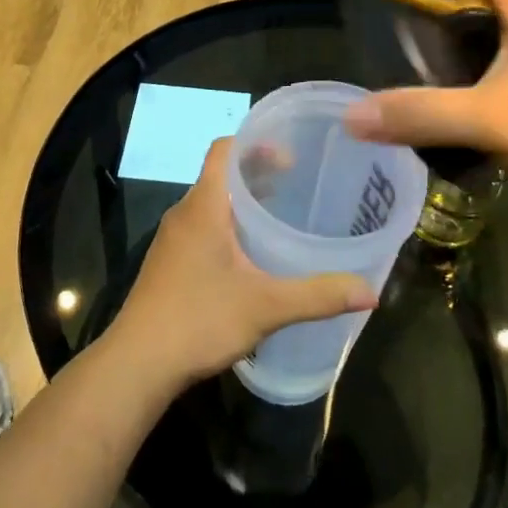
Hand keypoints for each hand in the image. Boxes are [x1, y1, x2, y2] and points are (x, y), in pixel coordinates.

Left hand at [112, 139, 376, 388]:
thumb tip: (371, 293)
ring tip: (280, 214)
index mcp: (204, 206)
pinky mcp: (168, 264)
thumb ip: (318, 296)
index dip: (255, 143)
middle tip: (297, 182)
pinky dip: (228, 225)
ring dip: (243, 201)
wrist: (137, 364)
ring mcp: (172, 240)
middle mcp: (184, 213)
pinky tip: (251, 255)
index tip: (291, 155)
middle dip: (257, 173)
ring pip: (212, 203)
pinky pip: (202, 227)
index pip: (224, 149)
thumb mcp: (266, 307)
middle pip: (221, 174)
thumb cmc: (199, 320)